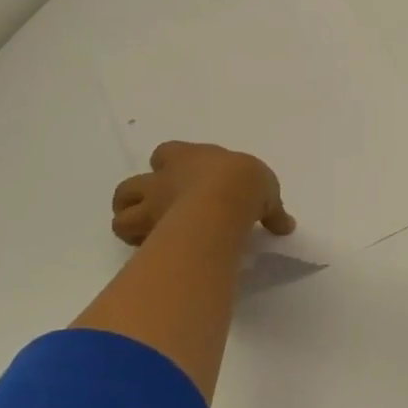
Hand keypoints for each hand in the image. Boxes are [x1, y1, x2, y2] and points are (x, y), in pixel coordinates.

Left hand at [111, 142, 294, 246]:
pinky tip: (156, 254)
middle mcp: (164, 179)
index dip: (169, 165)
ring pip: (121, 212)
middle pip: (131, 184)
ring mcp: (152, 206)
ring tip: (147, 236)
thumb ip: (271, 209)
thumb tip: (286, 225)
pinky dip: (140, 248)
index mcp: (190, 158)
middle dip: (137, 197)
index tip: (182, 177)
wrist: (224, 201)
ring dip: (129, 223)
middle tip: (157, 211)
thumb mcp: (268, 191)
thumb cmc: (244, 184)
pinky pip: (134, 241)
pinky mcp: (148, 232)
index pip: (166, 153)